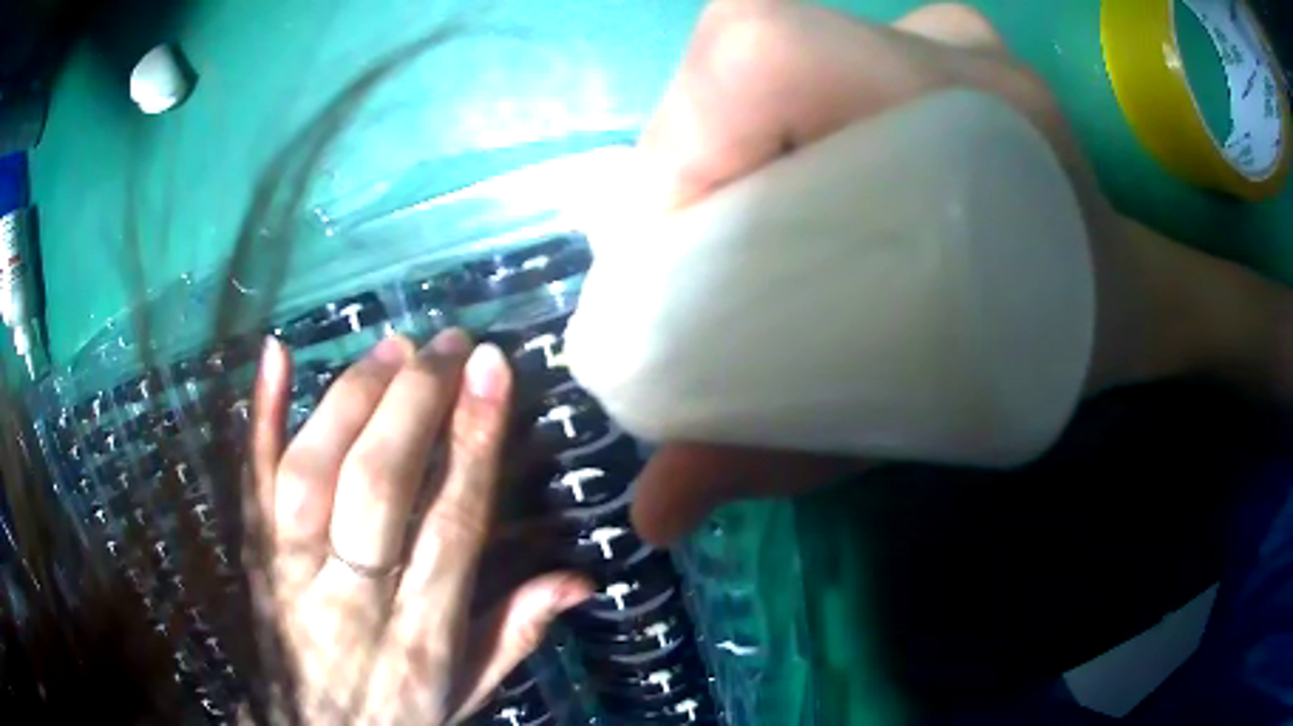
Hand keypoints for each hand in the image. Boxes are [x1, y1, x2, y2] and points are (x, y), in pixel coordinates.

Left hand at [248, 331, 589, 723]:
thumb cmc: (394, 717)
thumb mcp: (466, 693)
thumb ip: (514, 634)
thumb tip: (581, 578)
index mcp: (419, 638)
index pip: (450, 525)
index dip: (473, 442)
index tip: (493, 369)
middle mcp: (349, 599)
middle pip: (377, 486)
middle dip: (415, 403)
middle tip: (447, 345)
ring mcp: (289, 574)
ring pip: (313, 473)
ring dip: (352, 400)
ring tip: (393, 349)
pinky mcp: (251, 557)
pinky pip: (250, 484)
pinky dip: (259, 417)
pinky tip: (275, 354)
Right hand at [628, 0, 1292, 543]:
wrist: (1125, 289)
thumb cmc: (1064, 352)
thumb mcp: (937, 417)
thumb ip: (789, 459)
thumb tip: (655, 512)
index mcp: (973, 108)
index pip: (765, 55)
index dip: (685, 140)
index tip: (668, 252)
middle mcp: (941, 45)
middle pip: (739, 60)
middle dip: (681, 162)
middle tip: (684, 264)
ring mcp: (928, 32)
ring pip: (755, 58)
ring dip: (710, 147)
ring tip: (726, 233)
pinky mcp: (914, 43)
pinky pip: (792, 65)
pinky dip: (749, 127)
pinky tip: (769, 187)